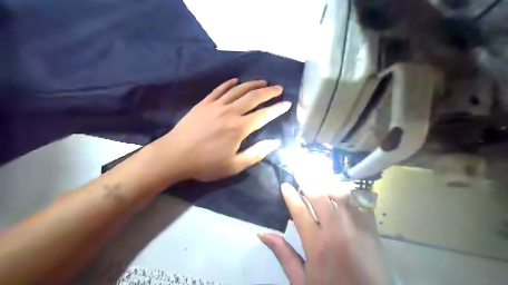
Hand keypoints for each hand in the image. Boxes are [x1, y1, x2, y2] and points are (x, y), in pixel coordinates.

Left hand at [157, 78, 289, 179]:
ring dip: (252, 84)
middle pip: (253, 97)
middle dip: (268, 92)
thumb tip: (275, 143)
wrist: (174, 156)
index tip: (287, 103)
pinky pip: (219, 90)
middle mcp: (230, 112)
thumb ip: (256, 153)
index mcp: (239, 128)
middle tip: (278, 88)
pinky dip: (229, 84)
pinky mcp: (203, 104)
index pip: (264, 115)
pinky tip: (235, 80)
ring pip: (238, 90)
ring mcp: (216, 106)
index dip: (277, 109)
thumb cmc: (205, 164)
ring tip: (263, 81)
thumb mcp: (234, 165)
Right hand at [259, 179, 391, 283]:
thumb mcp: (301, 280)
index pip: (299, 210)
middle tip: (299, 169)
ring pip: (341, 194)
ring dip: (327, 181)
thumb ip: (283, 254)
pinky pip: (362, 202)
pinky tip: (343, 186)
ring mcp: (356, 228)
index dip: (290, 195)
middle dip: (307, 179)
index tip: (285, 184)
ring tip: (318, 174)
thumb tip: (262, 234)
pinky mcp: (372, 229)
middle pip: (319, 196)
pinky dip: (351, 191)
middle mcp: (336, 231)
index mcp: (316, 244)